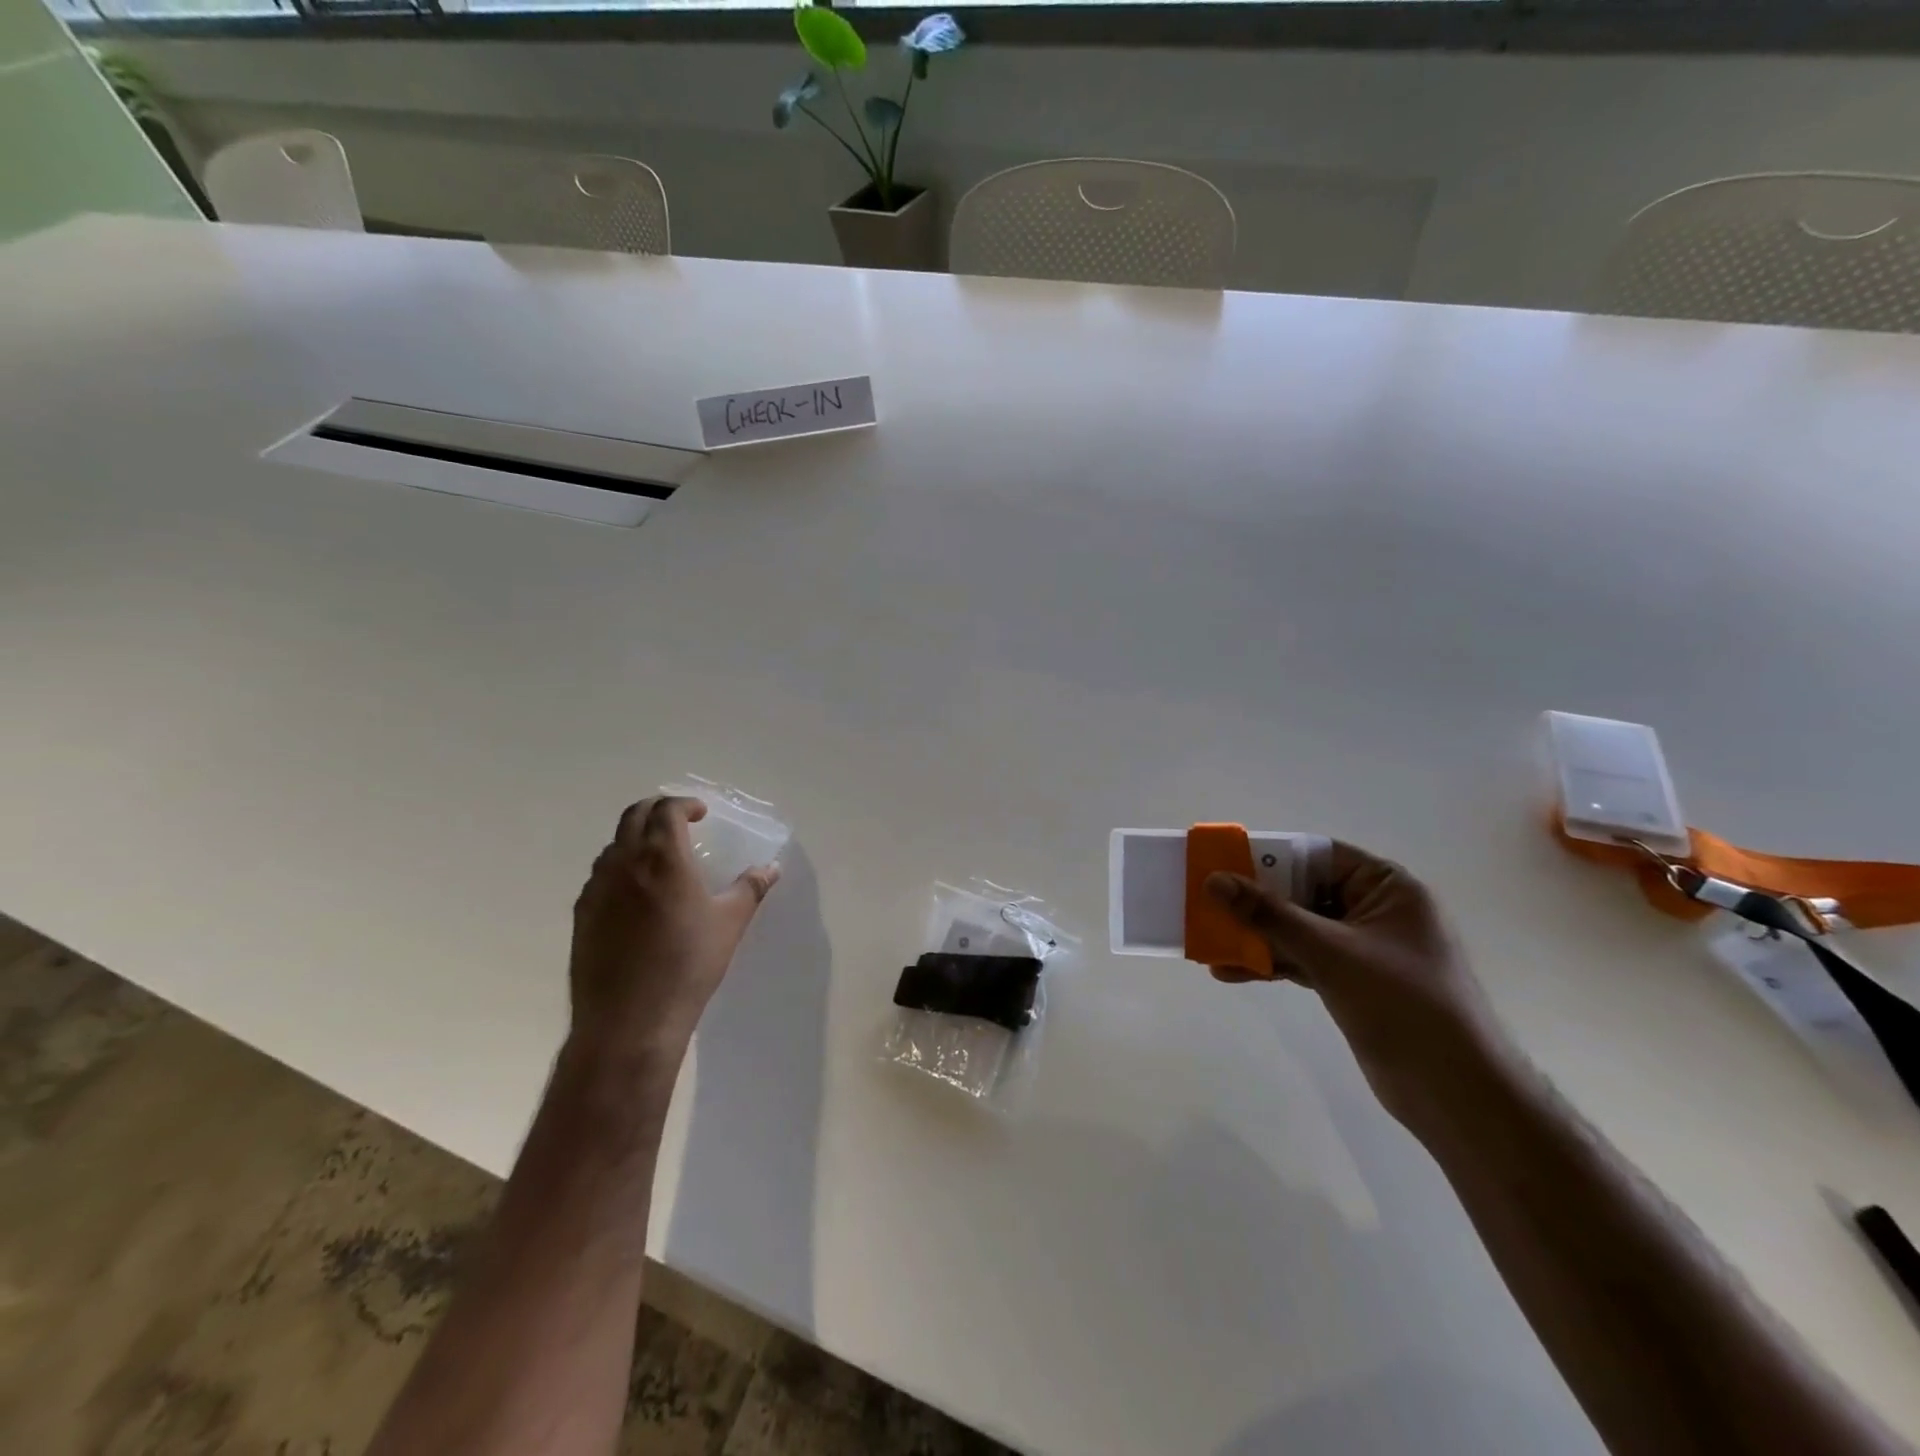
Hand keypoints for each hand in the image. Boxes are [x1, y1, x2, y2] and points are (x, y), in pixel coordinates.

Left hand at [568, 796, 779, 1063]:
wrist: (630, 1020)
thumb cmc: (688, 964)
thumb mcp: (730, 923)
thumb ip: (750, 888)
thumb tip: (771, 868)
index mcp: (662, 857)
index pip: (666, 810)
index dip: (685, 804)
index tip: (701, 814)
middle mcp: (624, 863)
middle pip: (633, 816)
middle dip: (657, 810)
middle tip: (679, 823)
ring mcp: (597, 888)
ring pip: (613, 846)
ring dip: (636, 839)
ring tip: (659, 859)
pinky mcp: (582, 915)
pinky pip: (601, 877)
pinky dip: (620, 869)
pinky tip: (636, 897)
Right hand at [1205, 843, 1509, 1131]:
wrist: (1456, 1094)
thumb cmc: (1402, 1004)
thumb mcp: (1331, 952)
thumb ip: (1270, 914)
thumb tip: (1214, 881)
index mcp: (1386, 887)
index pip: (1317, 855)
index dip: (1268, 857)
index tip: (1221, 862)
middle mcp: (1375, 910)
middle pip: (1301, 892)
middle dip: (1252, 902)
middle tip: (1205, 903)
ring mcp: (1362, 948)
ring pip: (1296, 929)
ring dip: (1254, 936)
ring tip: (1208, 942)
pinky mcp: (1351, 981)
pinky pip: (1301, 959)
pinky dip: (1269, 963)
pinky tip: (1230, 971)